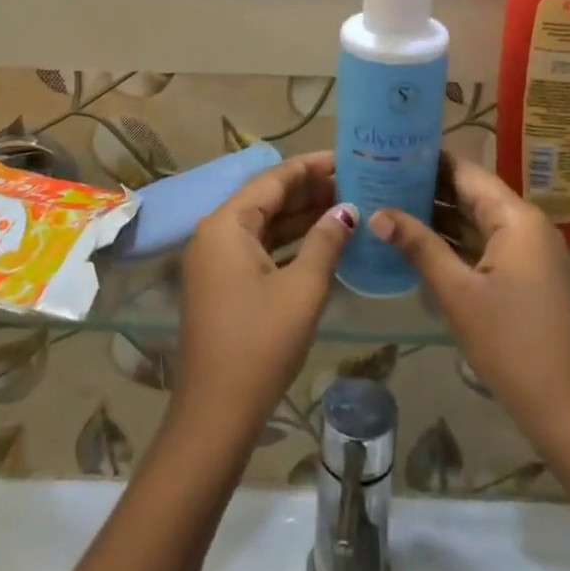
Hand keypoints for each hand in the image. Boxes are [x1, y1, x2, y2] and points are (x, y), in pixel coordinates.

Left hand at [173, 152, 355, 445]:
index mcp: (226, 225)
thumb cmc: (261, 343)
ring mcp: (216, 262)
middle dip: (308, 191)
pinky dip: (289, 243)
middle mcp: (215, 234)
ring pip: (264, 225)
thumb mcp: (302, 288)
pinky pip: (258, 249)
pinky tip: (322, 242)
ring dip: (301, 217)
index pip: (273, 180)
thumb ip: (325, 241)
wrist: (217, 413)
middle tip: (354, 182)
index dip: (310, 167)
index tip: (345, 157)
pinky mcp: (223, 285)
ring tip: (345, 206)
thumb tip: (346, 210)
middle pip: (266, 199)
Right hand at [371, 156, 569, 464]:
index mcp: (516, 217)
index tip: (390, 149)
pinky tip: (417, 239)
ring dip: (439, 214)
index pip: (467, 171)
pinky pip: (484, 243)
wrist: (566, 405)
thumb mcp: (458, 292)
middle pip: (472, 192)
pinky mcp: (524, 274)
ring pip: (476, 219)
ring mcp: (527, 250)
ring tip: (390, 201)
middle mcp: (526, 224)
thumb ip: (419, 246)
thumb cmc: (510, 342)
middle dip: (429, 186)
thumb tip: (377, 214)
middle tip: (380, 176)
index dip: (429, 159)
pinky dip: (454, 239)